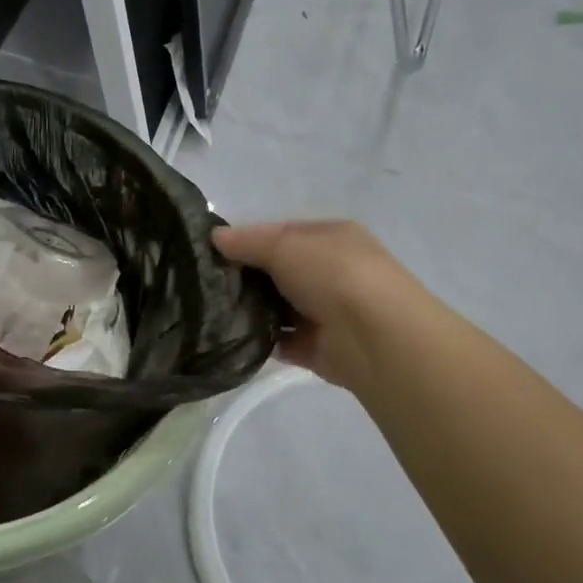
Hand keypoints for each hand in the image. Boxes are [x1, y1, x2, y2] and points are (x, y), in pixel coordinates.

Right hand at [212, 221, 415, 390]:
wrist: (375, 337)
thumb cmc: (333, 275)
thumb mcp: (285, 246)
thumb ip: (247, 242)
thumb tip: (214, 238)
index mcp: (332, 238)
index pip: (282, 234)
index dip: (247, 240)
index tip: (211, 253)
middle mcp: (332, 272)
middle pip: (278, 271)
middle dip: (246, 278)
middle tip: (207, 285)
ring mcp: (326, 311)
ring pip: (278, 307)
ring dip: (251, 310)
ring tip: (212, 313)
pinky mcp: (318, 347)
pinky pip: (281, 341)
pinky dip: (261, 341)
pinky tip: (233, 339)